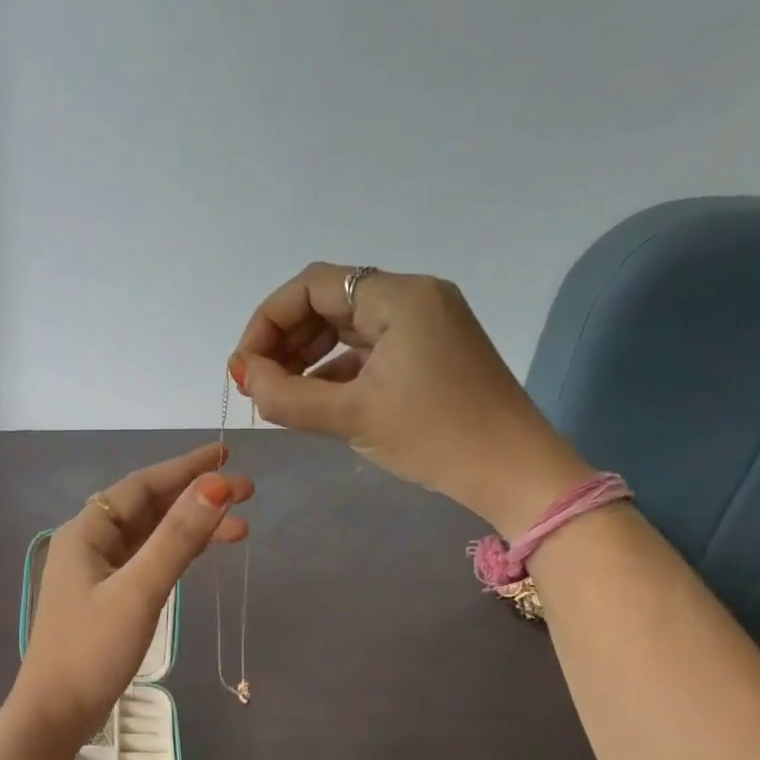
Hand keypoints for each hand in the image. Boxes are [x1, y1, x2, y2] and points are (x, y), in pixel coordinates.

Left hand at [15, 443, 250, 741]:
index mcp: (87, 532)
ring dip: (192, 528)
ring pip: (152, 536)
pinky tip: (205, 553)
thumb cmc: (92, 650)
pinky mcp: (108, 597)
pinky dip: (178, 554)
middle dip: (196, 497)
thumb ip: (177, 539)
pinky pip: (148, 561)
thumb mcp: (139, 592)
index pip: (143, 486)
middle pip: (149, 508)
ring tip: (242, 529)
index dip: (186, 468)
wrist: (56, 713)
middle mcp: (90, 543)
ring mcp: (98, 572)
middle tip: (248, 493)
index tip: (226, 454)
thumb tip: (216, 487)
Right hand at [231, 263, 588, 534]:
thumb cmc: (436, 437)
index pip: (313, 285)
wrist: (514, 473)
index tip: (245, 367)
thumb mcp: (352, 416)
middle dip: (284, 340)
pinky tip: (313, 400)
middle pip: (327, 302)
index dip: (268, 320)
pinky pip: (367, 350)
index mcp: (399, 297)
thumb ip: (286, 395)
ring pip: (345, 328)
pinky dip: (334, 370)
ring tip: (278, 395)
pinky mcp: (428, 353)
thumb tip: (244, 376)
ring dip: (305, 357)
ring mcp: (424, 326)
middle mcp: (412, 298)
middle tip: (257, 384)